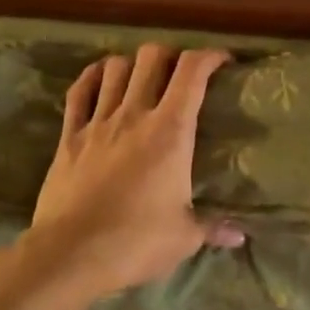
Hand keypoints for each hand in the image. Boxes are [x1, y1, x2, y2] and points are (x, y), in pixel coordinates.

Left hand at [24, 44, 242, 296]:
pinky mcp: (69, 136)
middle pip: (152, 57)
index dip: (210, 56)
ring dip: (133, 64)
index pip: (193, 72)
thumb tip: (240, 236)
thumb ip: (213, 228)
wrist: (70, 254)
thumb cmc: (136, 242)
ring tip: (143, 77)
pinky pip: (78, 92)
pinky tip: (100, 78)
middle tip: (181, 73)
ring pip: (115, 68)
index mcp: (171, 131)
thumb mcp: (184, 237)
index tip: (223, 62)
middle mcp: (135, 114)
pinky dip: (92, 77)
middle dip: (171, 55)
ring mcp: (98, 122)